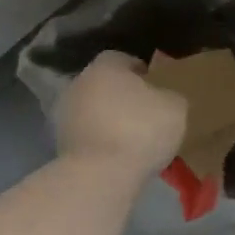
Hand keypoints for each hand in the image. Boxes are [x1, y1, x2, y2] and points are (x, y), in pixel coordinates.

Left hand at [54, 52, 187, 172]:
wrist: (101, 176)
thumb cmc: (141, 128)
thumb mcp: (176, 106)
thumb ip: (168, 95)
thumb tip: (162, 98)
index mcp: (105, 67)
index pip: (121, 59)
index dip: (140, 70)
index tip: (156, 85)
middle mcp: (78, 85)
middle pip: (104, 85)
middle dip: (122, 96)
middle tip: (147, 111)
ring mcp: (64, 117)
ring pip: (93, 111)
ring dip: (109, 120)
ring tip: (134, 138)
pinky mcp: (59, 147)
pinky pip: (87, 136)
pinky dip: (101, 142)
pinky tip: (120, 156)